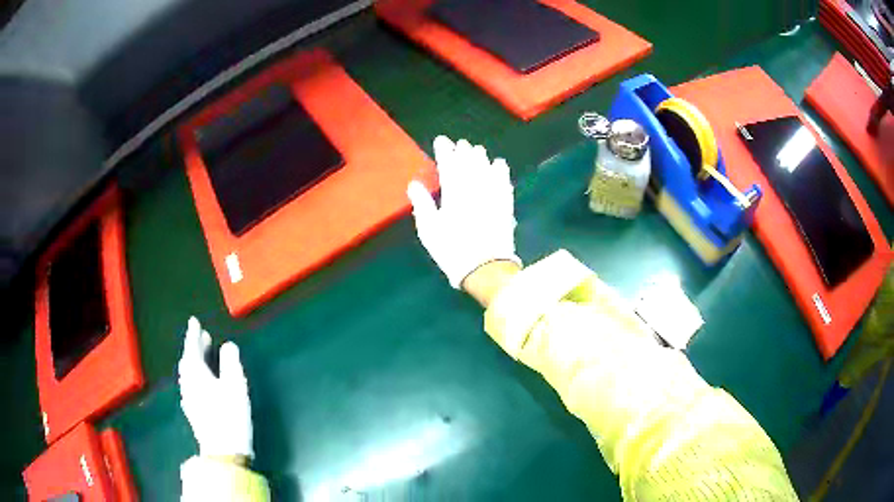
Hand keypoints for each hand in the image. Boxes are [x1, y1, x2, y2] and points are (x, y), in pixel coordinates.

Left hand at [178, 317, 252, 460]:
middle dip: (194, 347)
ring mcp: (189, 398)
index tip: (194, 322)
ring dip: (195, 361)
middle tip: (203, 336)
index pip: (192, 349)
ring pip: (188, 373)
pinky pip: (190, 384)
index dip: (193, 334)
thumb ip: (230, 363)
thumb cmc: (229, 415)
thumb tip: (228, 345)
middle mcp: (188, 383)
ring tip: (204, 355)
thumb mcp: (234, 386)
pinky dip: (195, 375)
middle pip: (188, 360)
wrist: (223, 450)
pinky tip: (202, 381)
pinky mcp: (193, 410)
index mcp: (196, 374)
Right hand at [407, 136, 520, 288]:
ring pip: (488, 170)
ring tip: (479, 150)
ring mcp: (492, 197)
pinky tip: (500, 165)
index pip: (448, 165)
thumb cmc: (452, 250)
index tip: (441, 141)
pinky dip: (501, 173)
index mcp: (454, 194)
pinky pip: (504, 183)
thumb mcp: (429, 230)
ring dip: (482, 159)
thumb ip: (423, 204)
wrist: (485, 268)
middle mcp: (474, 190)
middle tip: (462, 143)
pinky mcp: (506, 206)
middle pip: (470, 164)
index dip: (445, 151)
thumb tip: (414, 184)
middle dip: (464, 152)